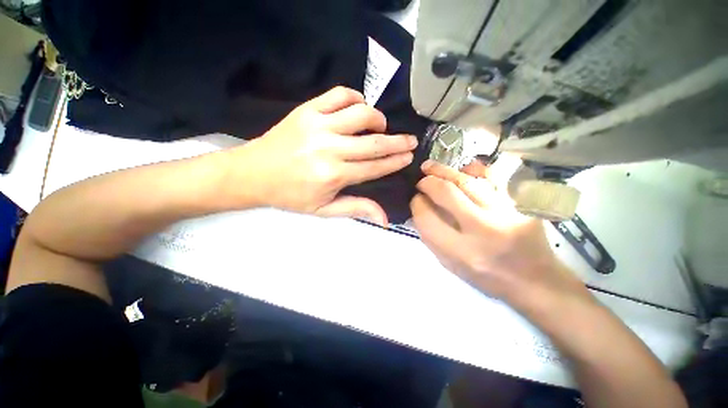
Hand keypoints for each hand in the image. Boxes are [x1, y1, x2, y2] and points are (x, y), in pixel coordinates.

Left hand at [223, 87, 417, 225]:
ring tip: (381, 127)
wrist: (253, 174)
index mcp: (333, 175)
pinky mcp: (307, 110)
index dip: (394, 161)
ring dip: (378, 119)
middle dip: (398, 141)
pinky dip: (355, 98)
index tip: (409, 156)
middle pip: (373, 142)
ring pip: (360, 113)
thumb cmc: (291, 195)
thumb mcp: (323, 210)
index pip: (374, 167)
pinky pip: (339, 95)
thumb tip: (385, 220)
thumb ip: (356, 209)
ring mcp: (318, 125)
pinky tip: (359, 108)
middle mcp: (329, 148)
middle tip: (411, 140)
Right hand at [411, 157, 588, 304]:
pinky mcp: (522, 204)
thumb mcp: (451, 265)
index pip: (427, 218)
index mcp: (461, 251)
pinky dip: (474, 170)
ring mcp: (506, 212)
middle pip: (446, 192)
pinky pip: (493, 177)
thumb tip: (419, 208)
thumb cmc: (487, 277)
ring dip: (444, 171)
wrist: (535, 280)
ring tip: (431, 167)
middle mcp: (484, 230)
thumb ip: (431, 237)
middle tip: (421, 180)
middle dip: (427, 182)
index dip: (417, 204)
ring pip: (467, 181)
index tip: (415, 199)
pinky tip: (463, 169)